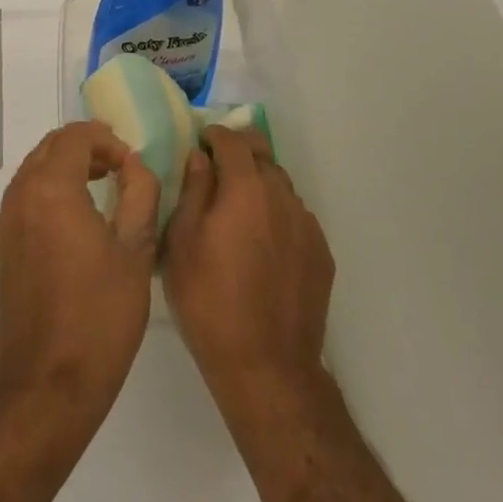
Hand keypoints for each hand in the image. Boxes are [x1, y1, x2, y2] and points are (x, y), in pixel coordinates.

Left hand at [0, 122, 159, 430]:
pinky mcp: (4, 247)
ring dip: (68, 166)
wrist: (48, 383)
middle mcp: (20, 196)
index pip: (76, 136)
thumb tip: (134, 164)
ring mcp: (6, 222)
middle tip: (120, 165)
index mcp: (51, 189)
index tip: (132, 162)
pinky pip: (26, 196)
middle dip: (86, 146)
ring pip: (35, 170)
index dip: (107, 139)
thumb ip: (140, 192)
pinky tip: (79, 215)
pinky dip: (51, 189)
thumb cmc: (100, 315)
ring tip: (104, 183)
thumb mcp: (136, 249)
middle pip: (51, 147)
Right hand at [162, 126, 335, 422]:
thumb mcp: (181, 243)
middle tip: (218, 165)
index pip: (232, 141)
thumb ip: (193, 191)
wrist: (266, 365)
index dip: (214, 135)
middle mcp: (282, 197)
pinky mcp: (321, 253)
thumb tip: (200, 158)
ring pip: (282, 186)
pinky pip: (296, 217)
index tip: (200, 143)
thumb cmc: (209, 300)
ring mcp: (307, 225)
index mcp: (246, 188)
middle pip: (263, 154)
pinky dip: (277, 215)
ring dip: (260, 184)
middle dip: (240, 150)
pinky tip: (262, 243)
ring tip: (238, 208)